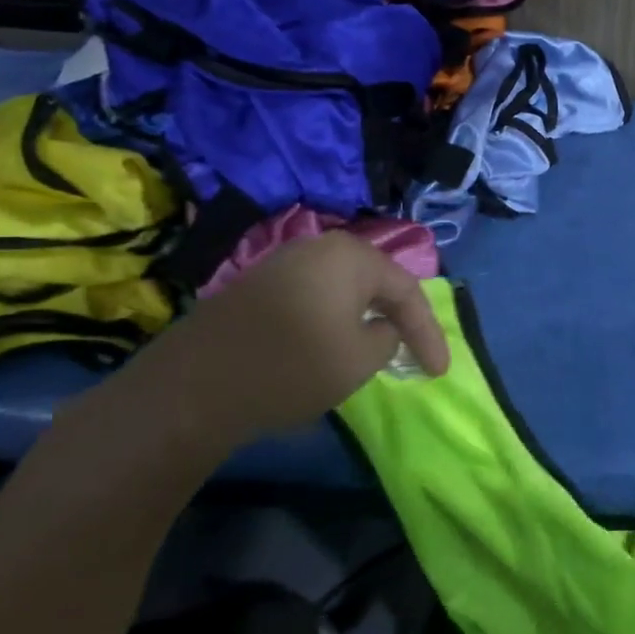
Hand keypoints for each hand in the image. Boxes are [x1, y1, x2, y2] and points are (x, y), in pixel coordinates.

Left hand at [98, 232, 448, 458]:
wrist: (195, 386)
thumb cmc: (293, 367)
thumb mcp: (360, 359)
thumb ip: (388, 338)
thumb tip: (381, 327)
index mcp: (351, 256)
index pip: (406, 291)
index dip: (429, 333)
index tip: (440, 372)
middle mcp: (319, 247)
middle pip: (375, 282)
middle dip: (399, 318)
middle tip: (415, 353)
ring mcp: (283, 263)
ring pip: (343, 288)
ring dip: (366, 318)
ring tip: (381, 349)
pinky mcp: (258, 286)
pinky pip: (315, 296)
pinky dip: (335, 319)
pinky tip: (335, 342)